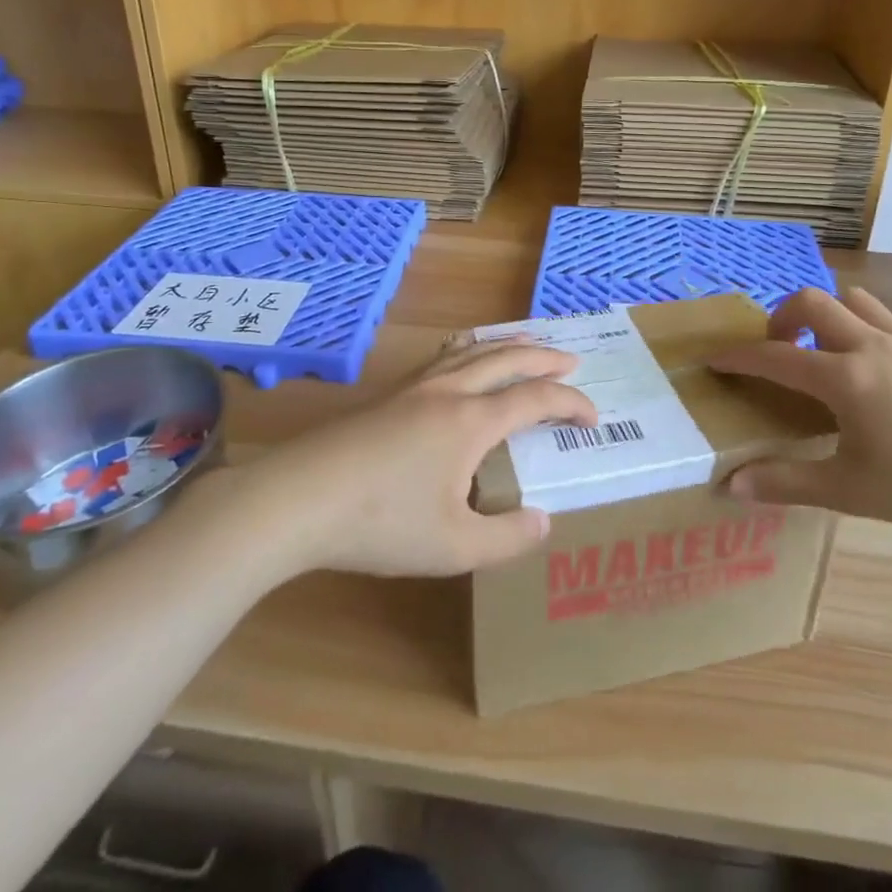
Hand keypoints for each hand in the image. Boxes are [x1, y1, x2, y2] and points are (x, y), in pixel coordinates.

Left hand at [237, 339, 597, 578]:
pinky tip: (462, 360)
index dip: (570, 404)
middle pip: (507, 359)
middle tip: (572, 359)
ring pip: (472, 351)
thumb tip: (543, 521)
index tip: (593, 418)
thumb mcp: (453, 547)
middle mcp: (448, 392)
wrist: (299, 497)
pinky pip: (443, 357)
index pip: (535, 399)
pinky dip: (470, 350)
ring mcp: (414, 388)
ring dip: (507, 345)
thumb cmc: (380, 524)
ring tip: (527, 344)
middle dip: (544, 358)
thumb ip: (506, 537)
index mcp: (471, 422)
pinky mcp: (387, 395)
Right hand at [709, 286, 891, 533]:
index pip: (777, 357)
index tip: (715, 359)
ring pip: (859, 301)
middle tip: (780, 347)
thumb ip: (788, 484)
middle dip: (784, 315)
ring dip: (832, 313)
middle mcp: (871, 346)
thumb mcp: (852, 491)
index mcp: (844, 378)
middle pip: (815, 303)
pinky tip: (884, 350)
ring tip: (829, 346)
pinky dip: (878, 324)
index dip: (740, 357)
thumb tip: (729, 487)